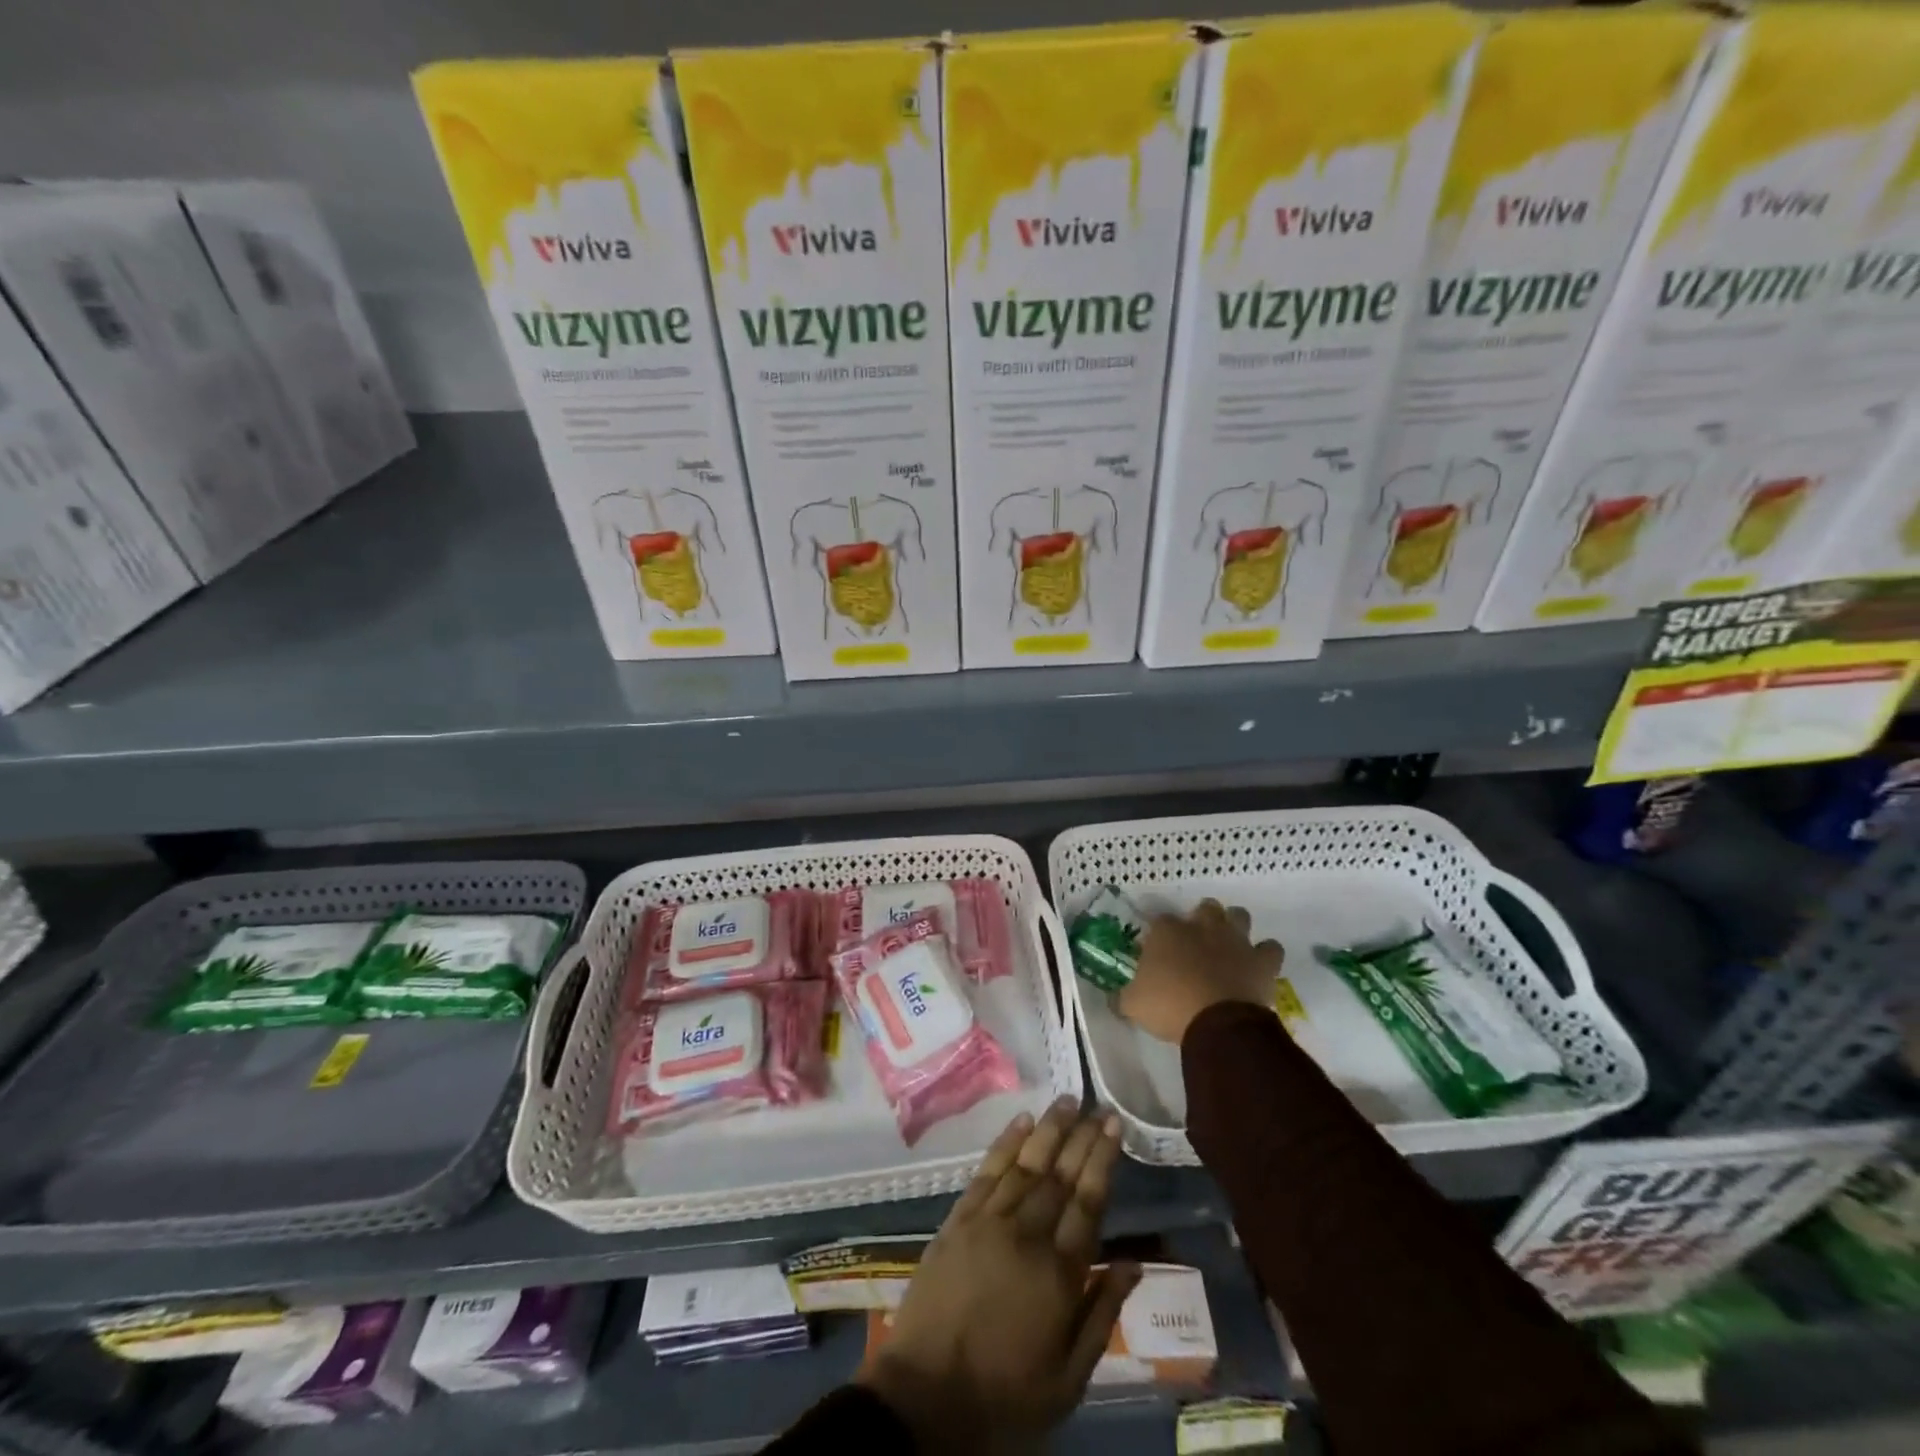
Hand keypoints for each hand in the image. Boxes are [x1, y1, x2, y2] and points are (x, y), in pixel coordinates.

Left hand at [855, 1099, 1136, 1454]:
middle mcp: (1026, 1235)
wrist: (926, 1397)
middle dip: (1081, 1136)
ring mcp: (988, 1222)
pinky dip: (1005, 1144)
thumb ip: (1102, 1315)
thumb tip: (1134, 1264)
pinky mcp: (958, 1220)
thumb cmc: (1005, 1396)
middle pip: (1060, 1175)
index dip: (1103, 1159)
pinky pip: (986, 1172)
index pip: (1088, 1201)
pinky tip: (1021, 1122)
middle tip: (1097, 1105)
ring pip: (1025, 1164)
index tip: (1114, 1125)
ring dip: (1048, 1129)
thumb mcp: (1069, 1379)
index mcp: (1059, 1274)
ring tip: (1065, 1100)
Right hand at [1118, 898, 1282, 1043]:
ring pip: (1239, 916)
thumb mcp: (1132, 1004)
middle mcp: (1202, 927)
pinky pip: (1270, 948)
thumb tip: (1115, 998)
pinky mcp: (1261, 960)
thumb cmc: (1169, 1007)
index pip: (1160, 921)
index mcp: (1167, 932)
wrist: (1218, 1024)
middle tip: (1196, 944)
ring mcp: (1235, 940)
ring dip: (1234, 927)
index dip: (1159, 935)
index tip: (1156, 953)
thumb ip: (1123, 996)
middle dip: (1202, 919)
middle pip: (1205, 907)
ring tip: (1229, 947)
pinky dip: (1265, 954)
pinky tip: (1258, 966)